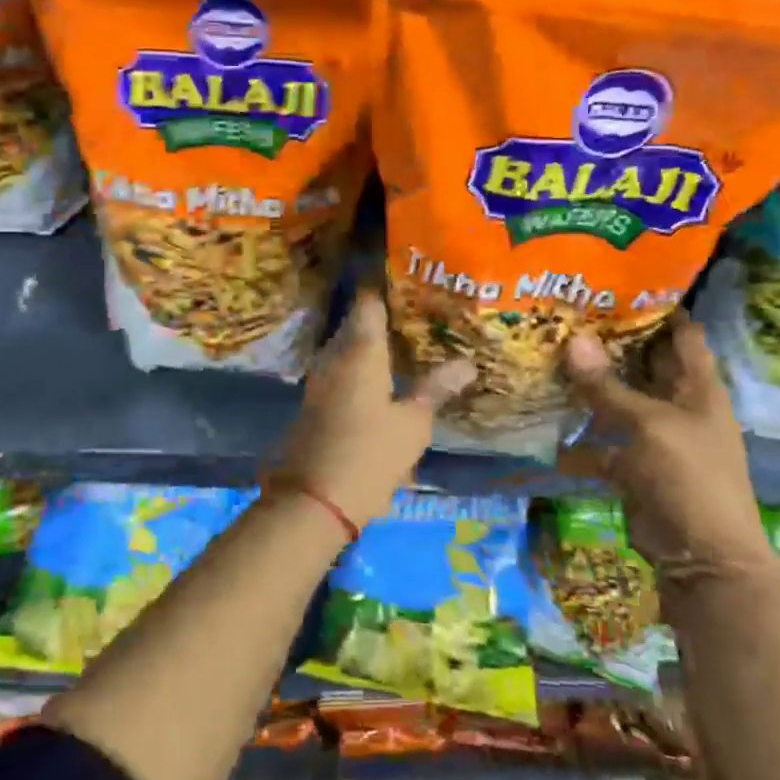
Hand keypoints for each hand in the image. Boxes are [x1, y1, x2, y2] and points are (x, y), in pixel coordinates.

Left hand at [269, 289, 475, 529]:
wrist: (313, 500)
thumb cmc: (369, 455)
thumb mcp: (412, 424)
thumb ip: (435, 389)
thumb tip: (466, 364)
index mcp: (360, 350)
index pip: (368, 302)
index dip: (384, 286)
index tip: (408, 279)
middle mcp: (334, 356)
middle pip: (356, 323)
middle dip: (382, 316)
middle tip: (417, 314)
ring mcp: (318, 379)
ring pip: (346, 347)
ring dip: (369, 343)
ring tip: (403, 343)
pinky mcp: (313, 402)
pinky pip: (338, 370)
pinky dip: (358, 366)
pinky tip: (380, 378)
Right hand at [564, 311, 769, 568]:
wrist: (703, 558)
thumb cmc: (689, 477)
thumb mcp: (647, 425)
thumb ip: (607, 386)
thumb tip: (571, 338)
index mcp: (699, 388)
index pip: (682, 334)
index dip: (656, 308)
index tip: (615, 285)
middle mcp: (680, 406)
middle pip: (645, 364)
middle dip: (611, 343)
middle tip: (566, 316)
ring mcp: (657, 437)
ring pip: (620, 402)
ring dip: (590, 387)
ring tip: (548, 357)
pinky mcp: (635, 467)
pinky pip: (604, 443)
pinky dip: (580, 438)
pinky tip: (547, 425)